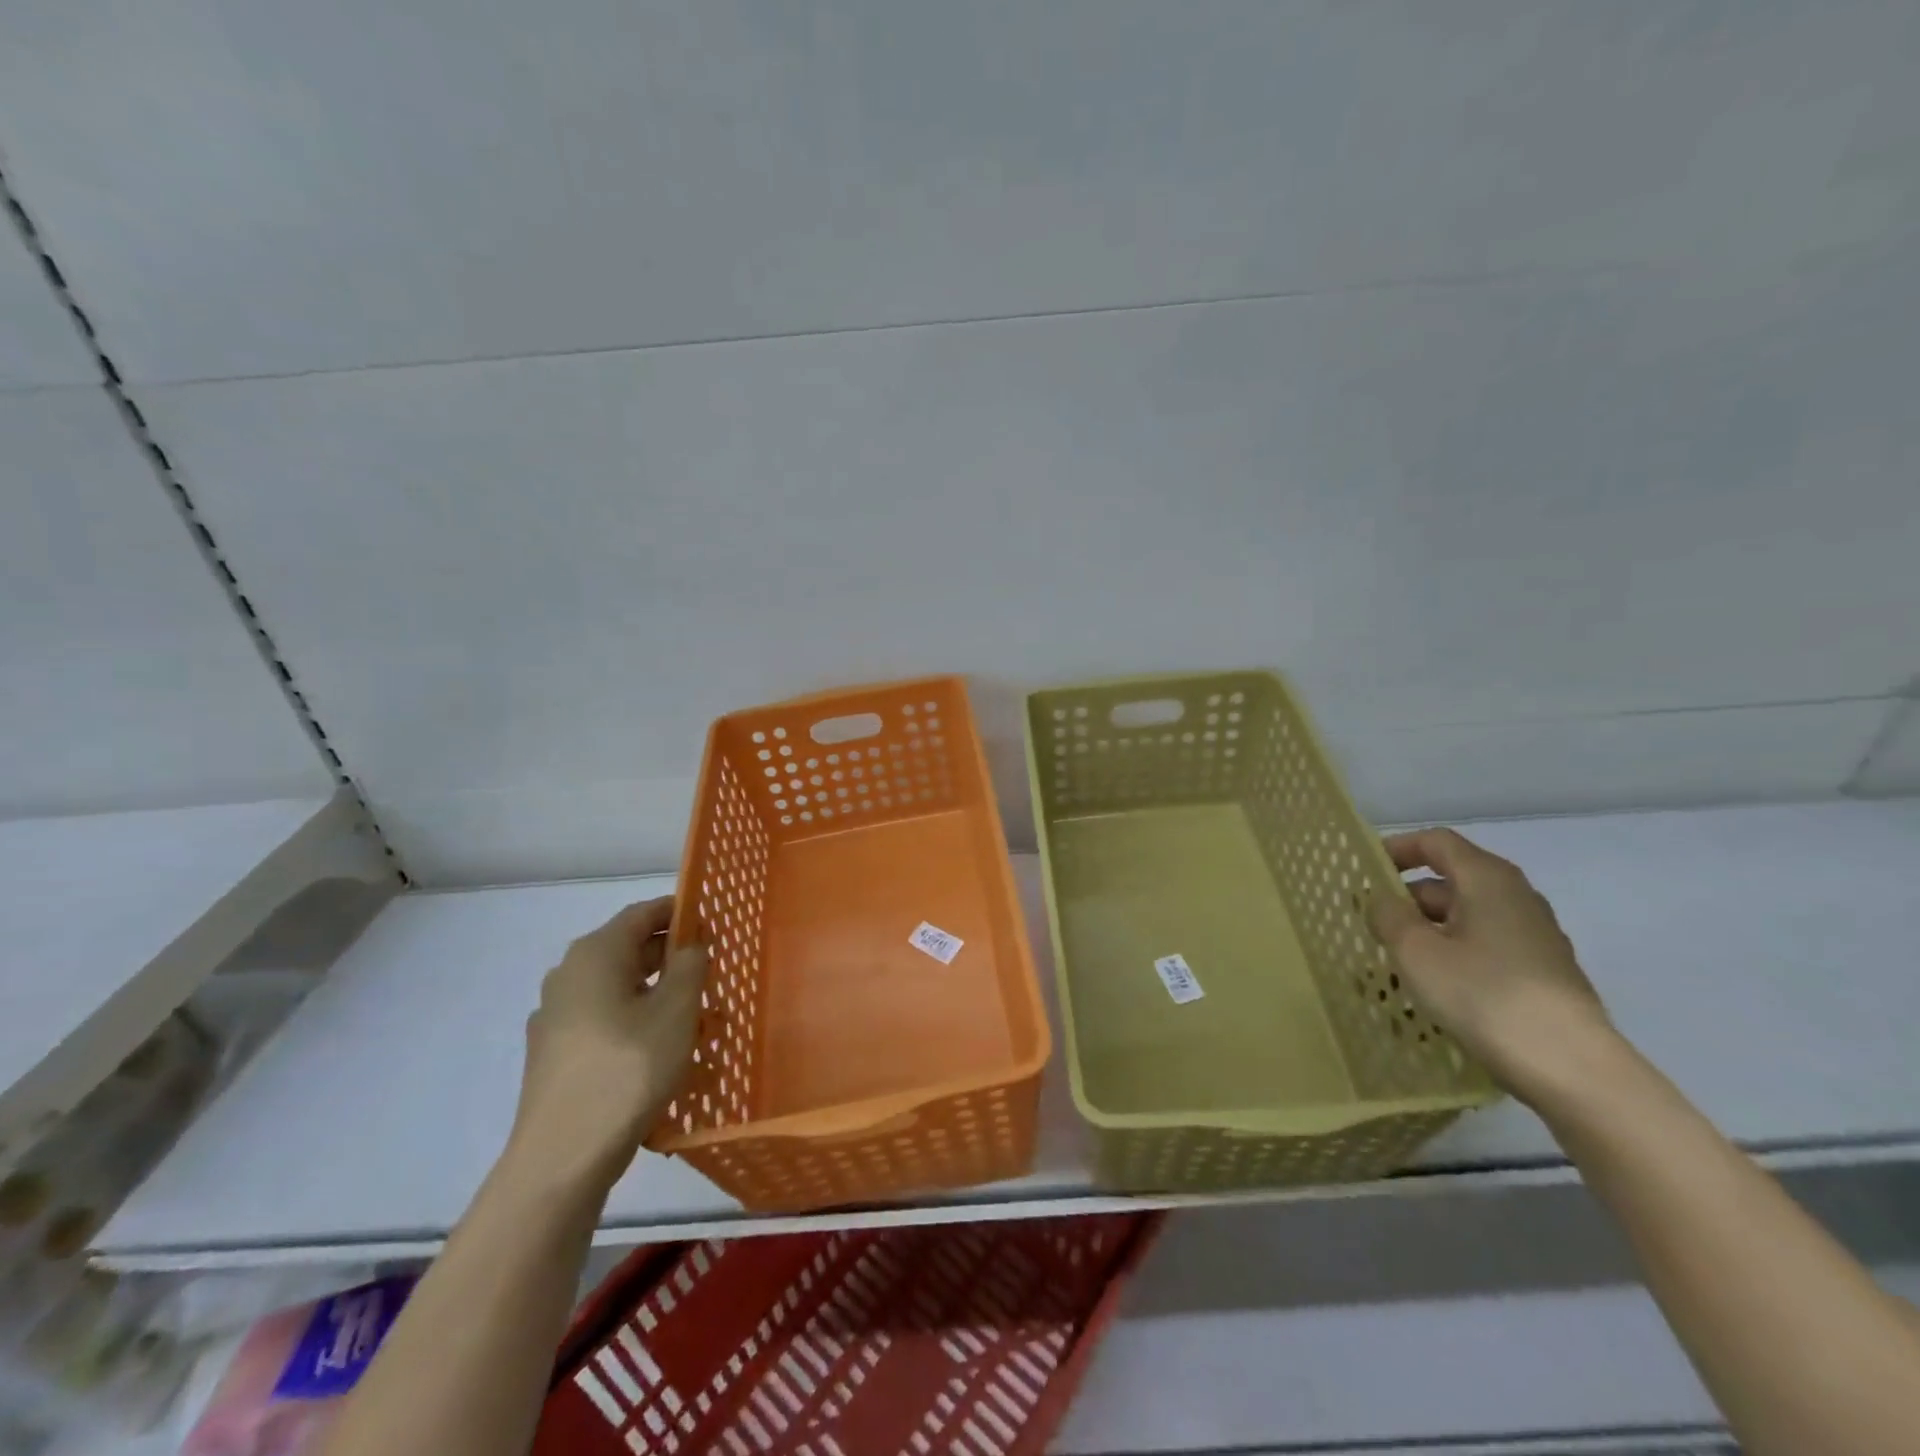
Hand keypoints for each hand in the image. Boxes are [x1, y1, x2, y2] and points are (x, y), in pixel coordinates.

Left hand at [505, 897, 706, 1193]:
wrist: (562, 1158)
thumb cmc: (627, 1069)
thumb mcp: (676, 1010)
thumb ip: (690, 965)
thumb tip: (691, 945)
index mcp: (595, 954)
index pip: (643, 913)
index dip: (680, 912)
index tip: (714, 924)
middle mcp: (569, 976)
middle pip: (630, 950)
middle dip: (674, 958)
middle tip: (714, 973)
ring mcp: (557, 1017)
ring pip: (619, 989)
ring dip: (659, 995)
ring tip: (698, 1018)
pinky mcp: (556, 1054)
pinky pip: (606, 1022)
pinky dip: (637, 1024)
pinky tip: (664, 1053)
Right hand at [1367, 827, 1613, 1104]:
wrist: (1572, 1069)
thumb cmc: (1484, 995)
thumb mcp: (1416, 951)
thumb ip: (1388, 915)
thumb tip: (1382, 899)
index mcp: (1487, 879)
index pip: (1436, 842)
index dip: (1397, 849)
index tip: (1364, 870)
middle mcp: (1516, 897)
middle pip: (1450, 880)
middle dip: (1406, 899)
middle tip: (1370, 925)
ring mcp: (1534, 936)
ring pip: (1466, 918)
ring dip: (1427, 931)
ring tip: (1394, 962)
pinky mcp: (1541, 972)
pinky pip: (1484, 947)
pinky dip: (1453, 954)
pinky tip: (1433, 988)